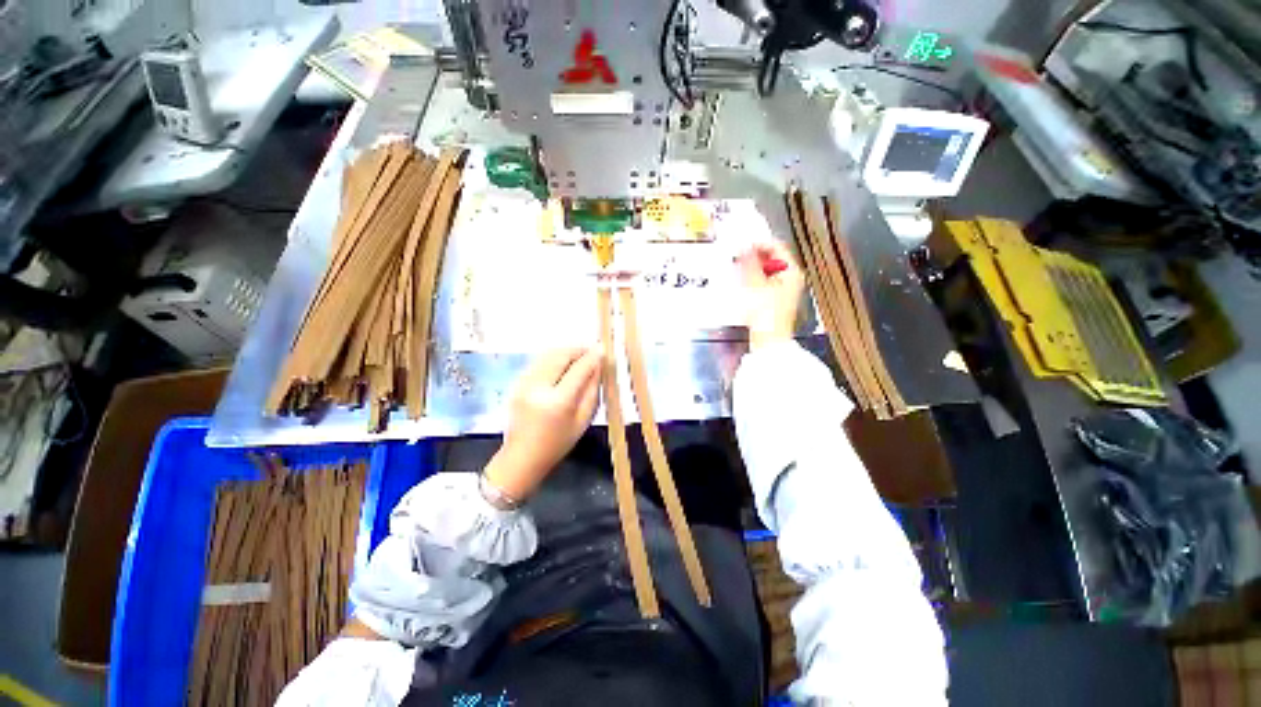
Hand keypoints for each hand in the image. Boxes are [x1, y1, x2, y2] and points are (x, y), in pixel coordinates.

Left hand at [484, 346, 602, 501]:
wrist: (521, 457)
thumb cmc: (558, 443)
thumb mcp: (583, 420)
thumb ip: (592, 390)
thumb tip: (598, 365)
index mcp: (557, 402)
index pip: (579, 369)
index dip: (592, 356)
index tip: (603, 349)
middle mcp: (538, 387)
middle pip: (560, 355)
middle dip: (578, 349)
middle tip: (592, 351)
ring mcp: (524, 383)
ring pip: (547, 354)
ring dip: (566, 351)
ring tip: (579, 356)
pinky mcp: (516, 382)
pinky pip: (538, 361)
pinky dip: (553, 358)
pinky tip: (563, 364)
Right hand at [738, 240, 804, 350]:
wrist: (769, 339)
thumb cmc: (767, 313)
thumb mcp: (756, 284)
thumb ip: (749, 263)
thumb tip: (744, 248)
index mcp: (791, 271)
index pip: (777, 247)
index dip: (759, 243)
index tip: (743, 245)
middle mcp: (790, 278)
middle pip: (772, 258)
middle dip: (754, 256)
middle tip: (738, 257)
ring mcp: (783, 289)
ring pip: (766, 270)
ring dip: (752, 268)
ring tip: (738, 269)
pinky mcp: (774, 299)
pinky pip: (763, 281)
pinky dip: (753, 279)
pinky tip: (743, 282)